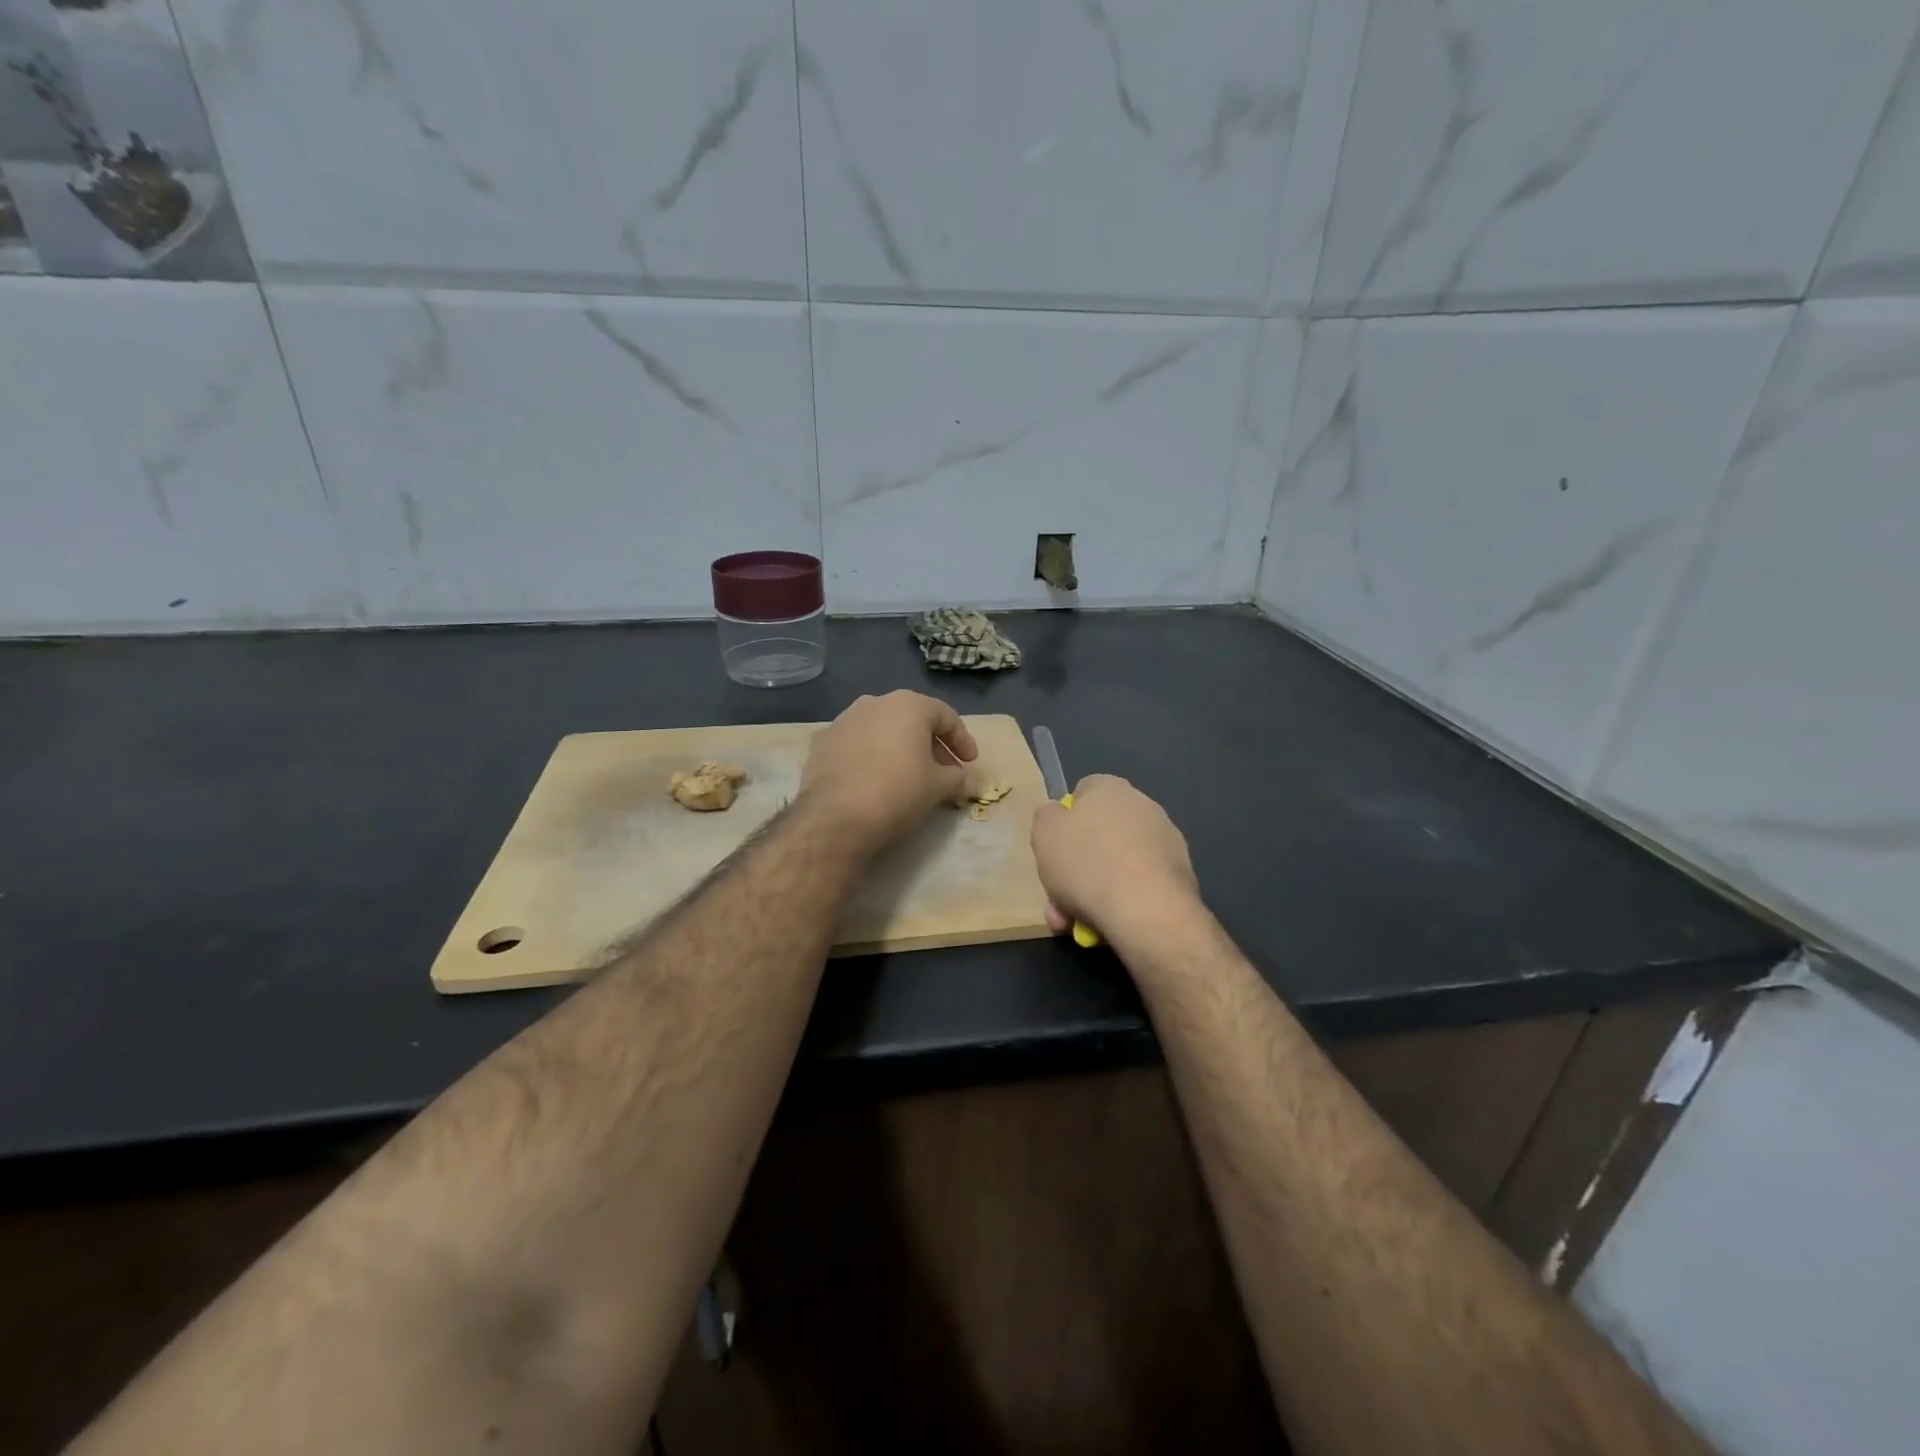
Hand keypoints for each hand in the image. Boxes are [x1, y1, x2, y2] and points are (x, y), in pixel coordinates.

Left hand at [802, 691, 978, 850]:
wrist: (836, 817)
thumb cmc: (898, 791)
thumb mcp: (939, 787)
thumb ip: (959, 779)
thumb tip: (973, 783)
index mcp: (908, 705)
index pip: (945, 716)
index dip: (962, 740)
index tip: (970, 763)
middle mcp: (874, 703)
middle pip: (912, 720)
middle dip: (931, 745)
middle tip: (944, 772)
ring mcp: (844, 720)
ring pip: (882, 730)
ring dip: (900, 749)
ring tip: (909, 776)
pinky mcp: (821, 743)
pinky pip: (856, 745)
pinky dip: (871, 757)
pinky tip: (874, 780)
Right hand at [1030, 775, 1199, 943]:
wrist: (1146, 911)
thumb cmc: (1087, 864)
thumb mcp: (1044, 833)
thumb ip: (1047, 816)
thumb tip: (1058, 814)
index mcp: (1110, 788)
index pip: (1083, 793)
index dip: (1064, 821)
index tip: (1055, 850)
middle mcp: (1143, 806)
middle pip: (1099, 834)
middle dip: (1077, 867)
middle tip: (1059, 899)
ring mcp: (1166, 841)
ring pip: (1117, 864)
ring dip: (1096, 889)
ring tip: (1078, 922)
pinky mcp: (1180, 874)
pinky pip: (1140, 883)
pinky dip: (1123, 900)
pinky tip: (1108, 924)